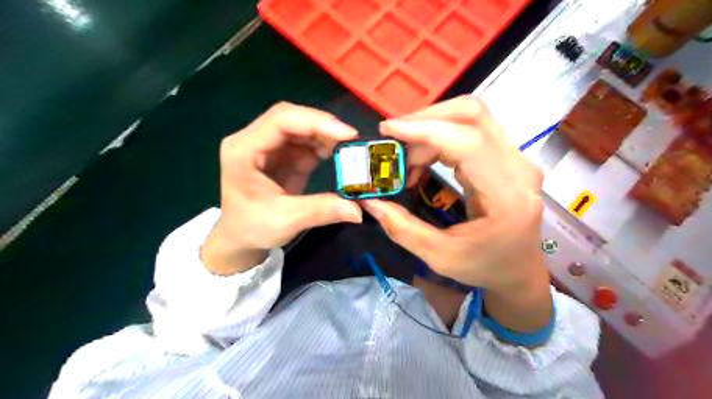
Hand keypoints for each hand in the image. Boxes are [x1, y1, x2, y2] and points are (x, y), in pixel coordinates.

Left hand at [204, 102, 363, 273]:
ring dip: (327, 135)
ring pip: (302, 127)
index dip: (315, 121)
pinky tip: (338, 154)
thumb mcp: (285, 221)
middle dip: (324, 126)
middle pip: (292, 118)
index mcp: (243, 150)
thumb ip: (320, 211)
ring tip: (350, 149)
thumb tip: (358, 210)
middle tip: (353, 140)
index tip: (347, 134)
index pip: (280, 120)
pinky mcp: (283, 154)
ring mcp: (270, 146)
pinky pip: (306, 141)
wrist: (240, 236)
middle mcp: (254, 140)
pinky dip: (325, 145)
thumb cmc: (251, 227)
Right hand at [363, 97, 548, 332]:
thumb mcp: (440, 257)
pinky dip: (439, 138)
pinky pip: (470, 131)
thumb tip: (371, 201)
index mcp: (508, 196)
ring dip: (430, 129)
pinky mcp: (505, 157)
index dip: (426, 129)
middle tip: (392, 140)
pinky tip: (422, 160)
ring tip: (405, 160)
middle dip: (425, 120)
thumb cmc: (485, 267)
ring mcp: (515, 158)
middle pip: (473, 116)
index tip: (388, 131)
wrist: (520, 269)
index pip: (468, 142)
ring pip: (471, 118)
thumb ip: (402, 229)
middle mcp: (518, 168)